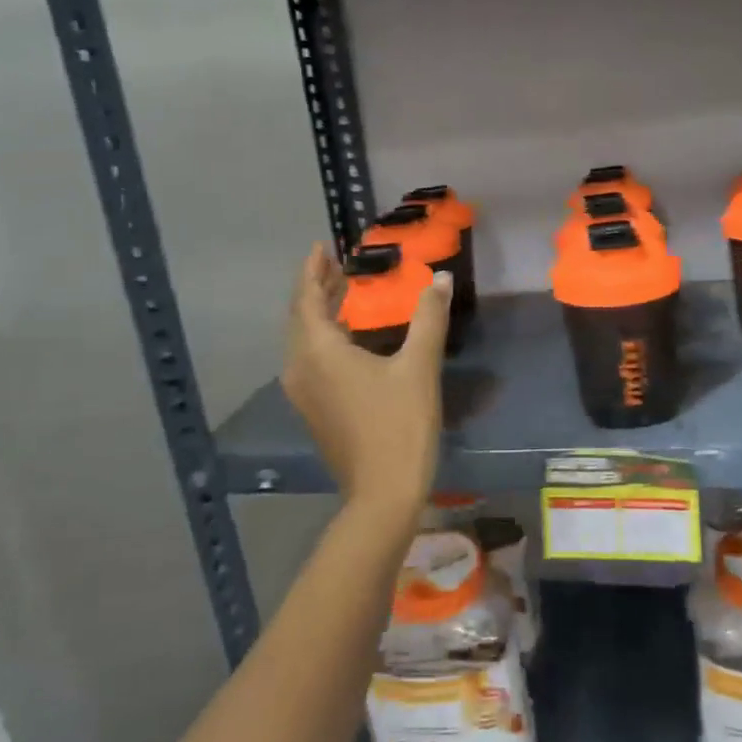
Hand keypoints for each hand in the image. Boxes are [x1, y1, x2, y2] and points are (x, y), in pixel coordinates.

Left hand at [281, 244, 449, 518]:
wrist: (382, 494)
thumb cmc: (400, 426)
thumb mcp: (419, 367)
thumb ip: (429, 317)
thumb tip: (441, 278)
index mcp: (318, 351)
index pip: (307, 297)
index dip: (313, 270)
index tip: (322, 247)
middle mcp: (300, 368)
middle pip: (300, 317)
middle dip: (316, 289)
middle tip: (336, 266)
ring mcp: (303, 393)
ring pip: (303, 341)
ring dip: (319, 314)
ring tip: (342, 295)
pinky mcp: (313, 410)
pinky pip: (309, 361)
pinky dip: (322, 339)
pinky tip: (346, 339)